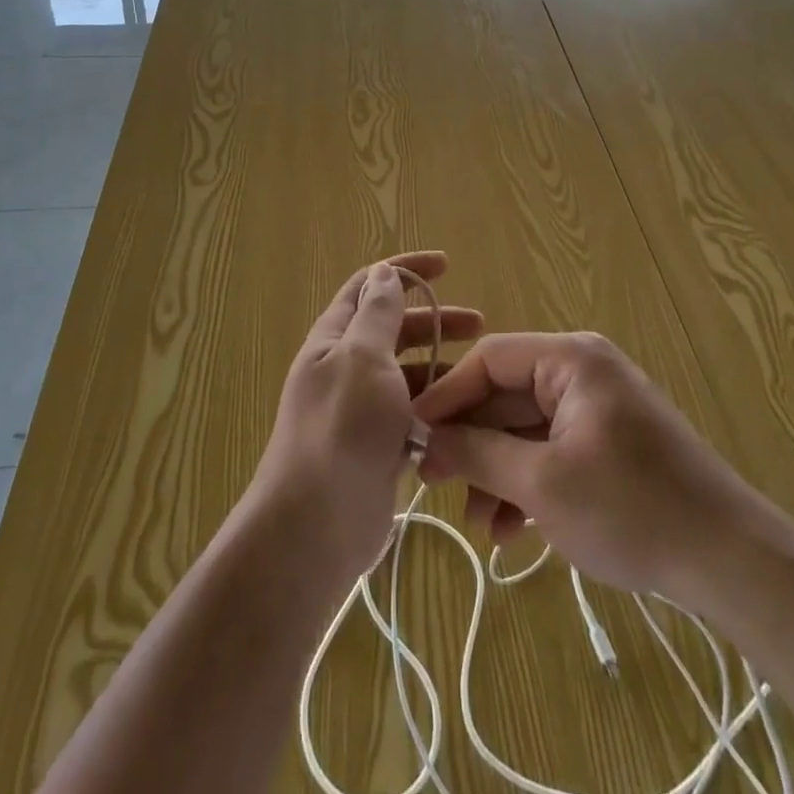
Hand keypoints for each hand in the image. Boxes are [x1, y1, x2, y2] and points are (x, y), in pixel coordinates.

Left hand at [252, 252, 482, 587]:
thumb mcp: (362, 359)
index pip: (370, 286)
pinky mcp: (378, 446)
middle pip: (394, 329)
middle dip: (435, 319)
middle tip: (479, 325)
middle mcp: (345, 367)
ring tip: (479, 375)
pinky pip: (413, 415)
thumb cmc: (341, 430)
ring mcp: (361, 409)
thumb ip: (376, 315)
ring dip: (441, 366)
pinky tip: (465, 416)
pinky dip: (437, 409)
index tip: (446, 266)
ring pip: (407, 374)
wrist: (314, 527)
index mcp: (335, 339)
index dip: (405, 270)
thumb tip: (383, 273)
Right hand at [412, 331, 738, 599]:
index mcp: (570, 359)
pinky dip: (528, 482)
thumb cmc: (630, 508)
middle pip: (507, 395)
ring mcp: (597, 408)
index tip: (411, 433)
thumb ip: (477, 452)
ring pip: (527, 428)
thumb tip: (425, 437)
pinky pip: (552, 449)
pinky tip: (511, 530)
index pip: (490, 359)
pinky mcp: (609, 443)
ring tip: (478, 524)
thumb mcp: (542, 483)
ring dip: (497, 471)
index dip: (447, 395)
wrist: (729, 560)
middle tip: (434, 483)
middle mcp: (583, 371)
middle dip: (472, 443)